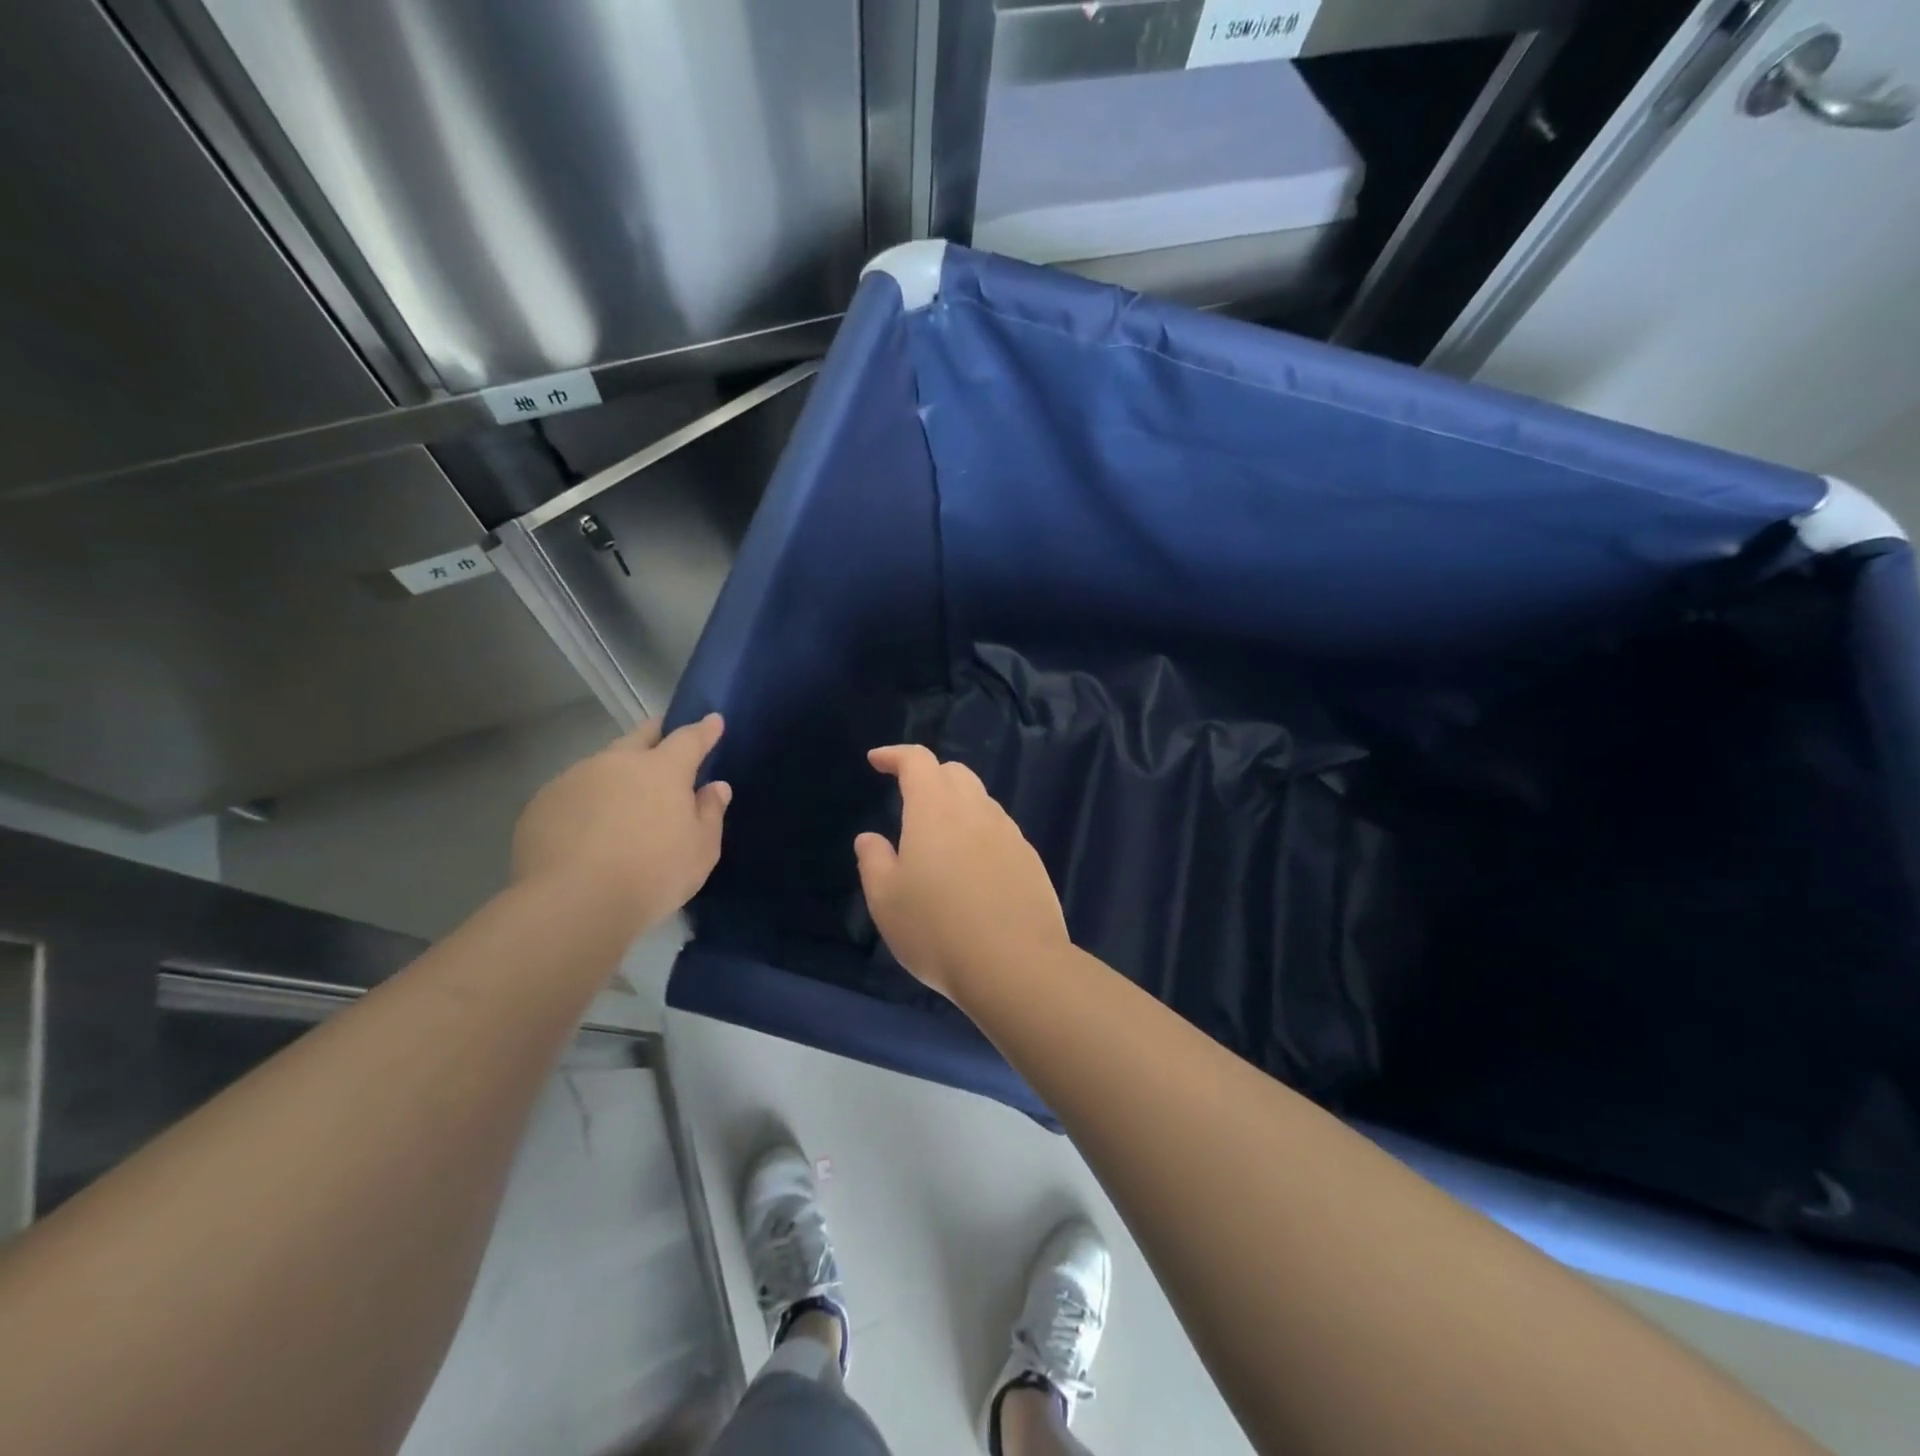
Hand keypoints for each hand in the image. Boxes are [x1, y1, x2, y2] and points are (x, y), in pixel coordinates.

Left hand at [512, 714, 730, 933]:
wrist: (573, 904)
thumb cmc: (652, 875)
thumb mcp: (701, 851)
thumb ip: (710, 813)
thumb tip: (714, 787)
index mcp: (662, 769)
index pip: (689, 738)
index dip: (703, 729)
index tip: (713, 721)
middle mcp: (617, 762)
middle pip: (640, 736)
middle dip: (657, 735)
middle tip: (665, 744)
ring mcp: (574, 779)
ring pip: (603, 764)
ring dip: (617, 774)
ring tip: (622, 802)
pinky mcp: (541, 804)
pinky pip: (573, 793)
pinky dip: (587, 802)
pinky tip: (586, 831)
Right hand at [853, 745, 1069, 999]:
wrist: (1015, 965)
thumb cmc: (937, 930)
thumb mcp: (886, 901)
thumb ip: (873, 861)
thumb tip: (870, 837)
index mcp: (935, 811)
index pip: (917, 761)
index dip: (895, 755)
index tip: (877, 761)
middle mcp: (976, 811)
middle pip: (954, 772)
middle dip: (928, 776)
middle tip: (909, 800)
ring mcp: (1009, 834)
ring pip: (981, 800)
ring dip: (957, 804)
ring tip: (940, 839)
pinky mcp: (1030, 859)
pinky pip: (1000, 829)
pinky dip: (979, 832)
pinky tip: (972, 868)